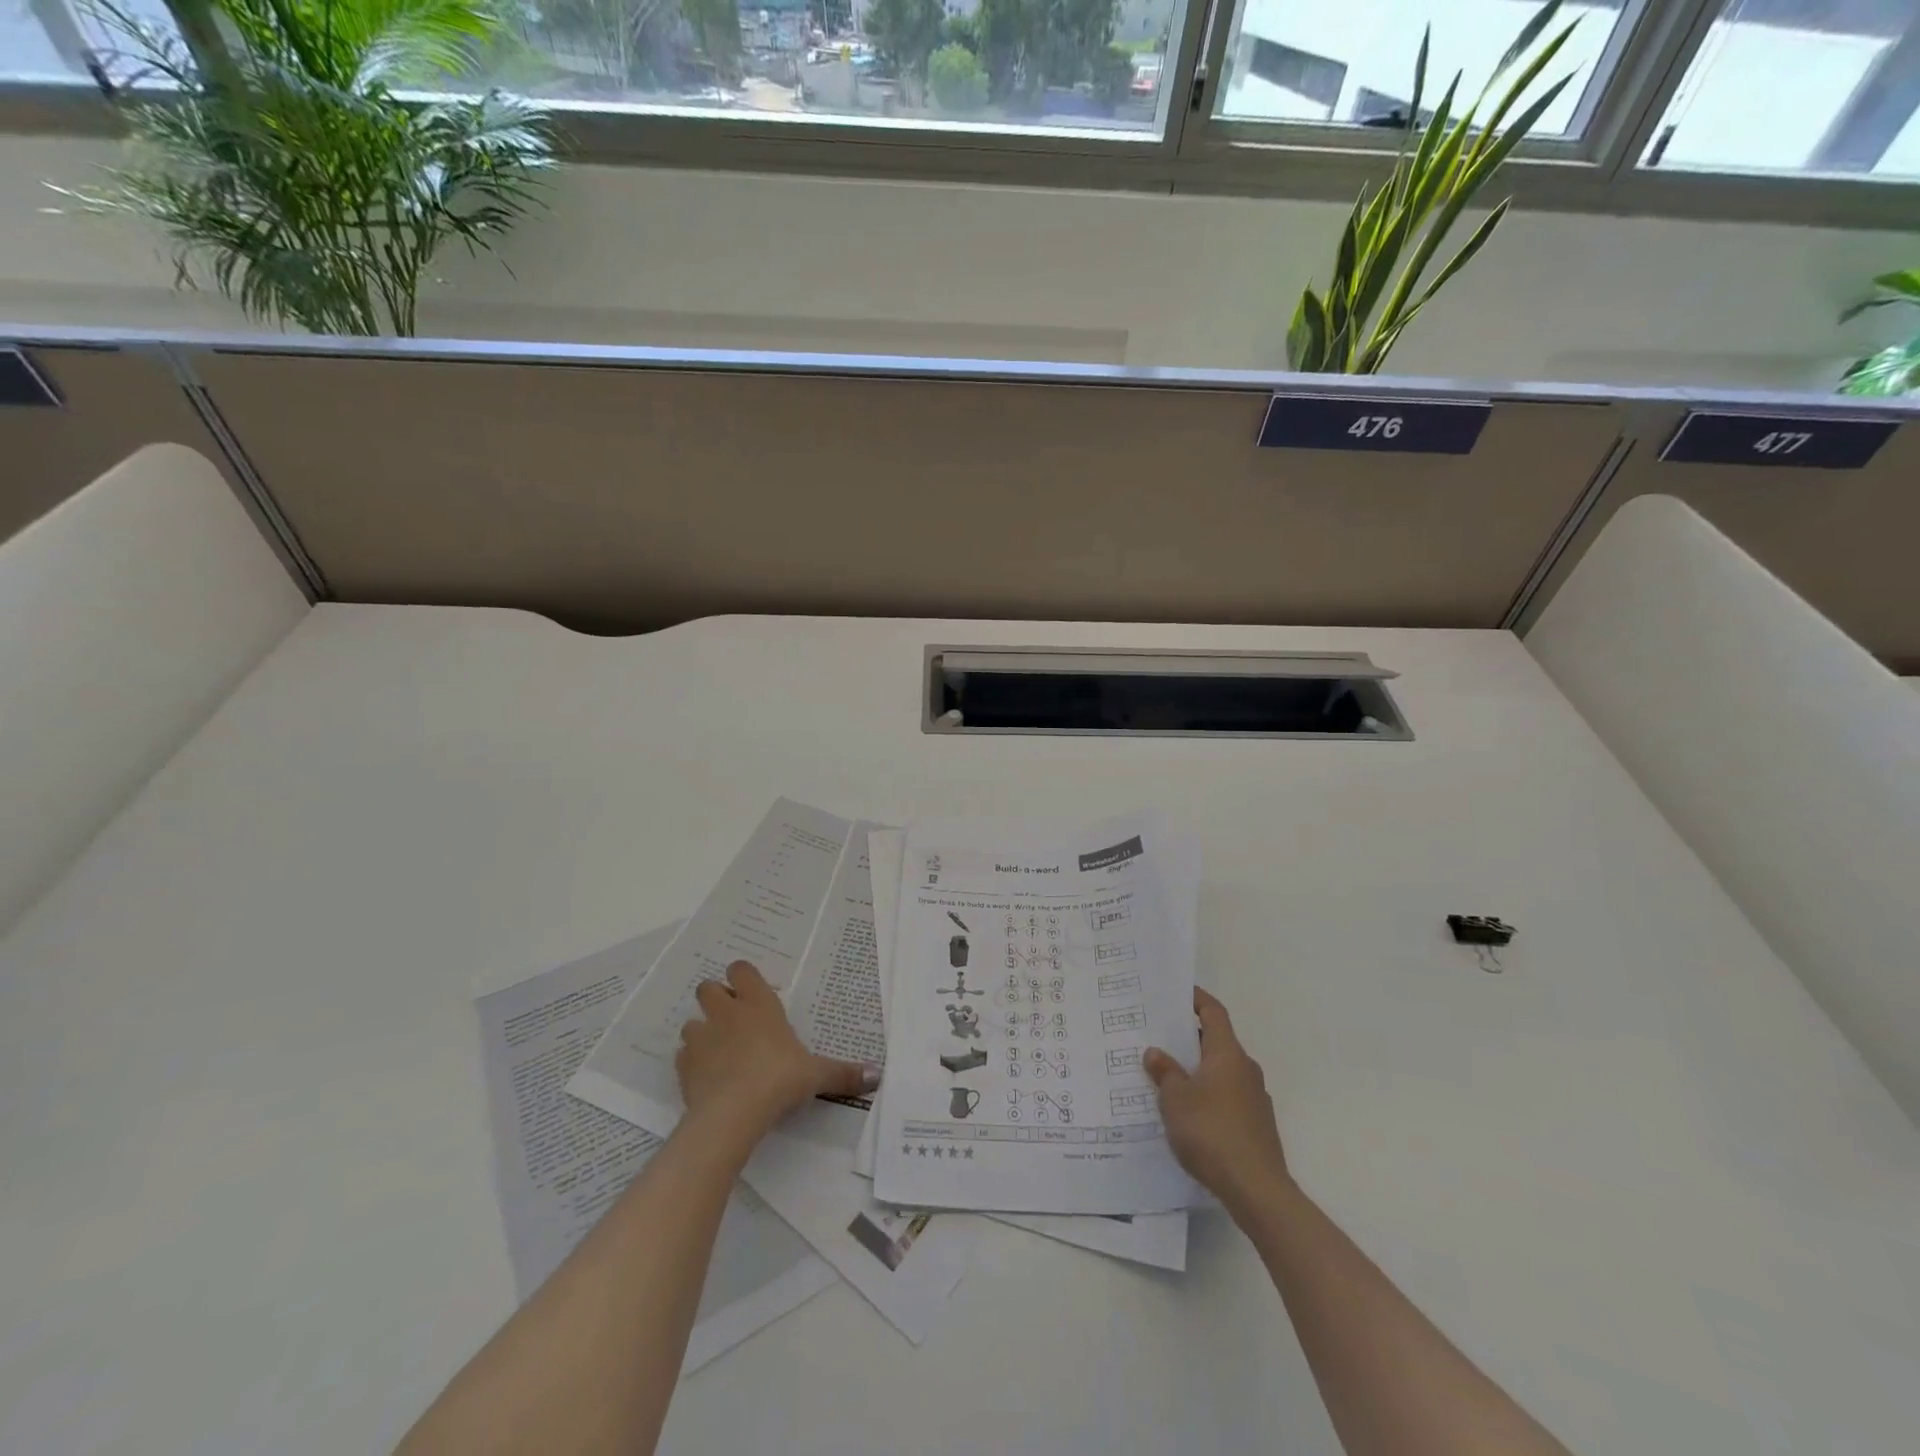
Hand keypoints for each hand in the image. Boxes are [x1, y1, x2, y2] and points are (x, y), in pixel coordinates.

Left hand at [676, 961, 878, 1134]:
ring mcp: (701, 1038)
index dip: (743, 977)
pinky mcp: (684, 1067)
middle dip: (717, 999)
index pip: (741, 970)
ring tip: (719, 1051)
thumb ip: (844, 1073)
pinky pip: (682, 1056)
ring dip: (702, 1031)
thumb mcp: (816, 1075)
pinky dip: (691, 1062)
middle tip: (735, 1020)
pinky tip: (706, 1077)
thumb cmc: (779, 1079)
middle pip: (708, 988)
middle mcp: (727, 1013)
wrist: (732, 1114)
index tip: (754, 992)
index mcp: (758, 1004)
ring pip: (691, 1021)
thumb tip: (878, 1075)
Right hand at [1144, 988, 1287, 1208]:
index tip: (1177, 993)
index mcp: (1227, 1054)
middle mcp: (1245, 1069)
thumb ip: (1165, 1072)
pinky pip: (1227, 1097)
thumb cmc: (1211, 1131)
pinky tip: (1188, 1113)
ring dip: (1197, 1070)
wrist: (1257, 1189)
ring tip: (1167, 1077)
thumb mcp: (1175, 1099)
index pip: (1213, 1013)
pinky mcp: (1256, 1125)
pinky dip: (1208, 1095)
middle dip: (1189, 1038)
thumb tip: (1156, 1053)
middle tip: (1159, 1037)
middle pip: (1216, 1042)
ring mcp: (1255, 1098)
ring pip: (1221, 1072)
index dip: (1196, 999)